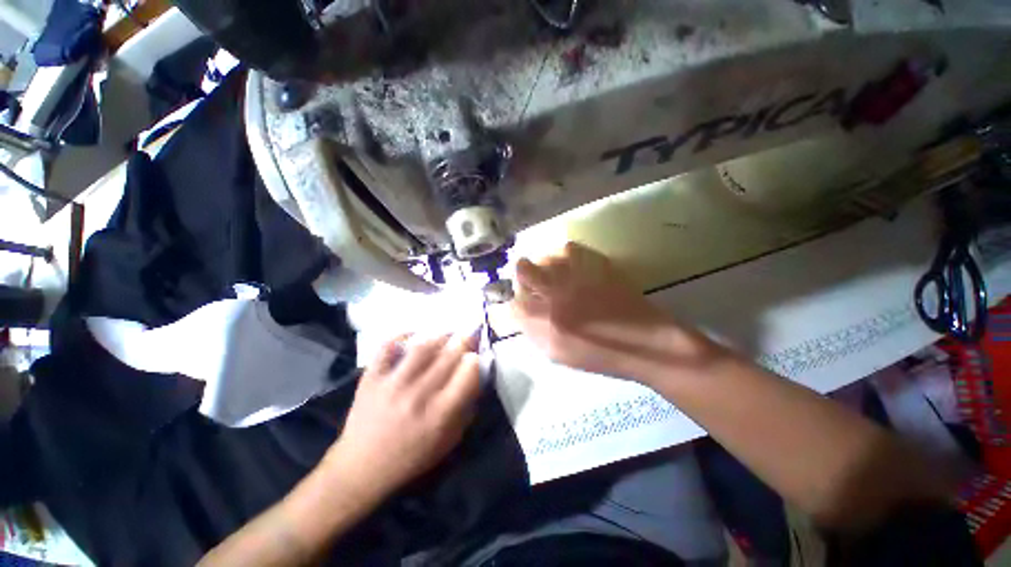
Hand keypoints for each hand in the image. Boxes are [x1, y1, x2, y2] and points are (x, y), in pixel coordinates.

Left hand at [323, 332, 480, 503]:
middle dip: (463, 342)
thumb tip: (476, 378)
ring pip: (422, 348)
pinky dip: (400, 336)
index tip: (475, 356)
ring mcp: (392, 384)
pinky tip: (413, 335)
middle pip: (448, 356)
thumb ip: (466, 409)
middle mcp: (418, 395)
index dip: (475, 360)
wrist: (360, 469)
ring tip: (446, 335)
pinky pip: (386, 347)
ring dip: (439, 337)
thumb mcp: (448, 442)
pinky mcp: (371, 378)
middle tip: (466, 337)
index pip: (467, 373)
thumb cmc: (410, 458)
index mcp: (440, 414)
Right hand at [511, 242, 713, 380]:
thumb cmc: (601, 356)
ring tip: (557, 274)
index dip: (517, 300)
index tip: (525, 301)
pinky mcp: (595, 266)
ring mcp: (575, 278)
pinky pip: (569, 248)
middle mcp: (553, 296)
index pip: (514, 302)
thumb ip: (534, 332)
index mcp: (543, 324)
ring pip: (545, 257)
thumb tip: (522, 313)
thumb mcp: (559, 354)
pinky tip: (574, 266)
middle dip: (524, 273)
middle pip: (522, 270)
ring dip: (545, 264)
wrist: (645, 344)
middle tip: (534, 279)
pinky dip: (567, 255)